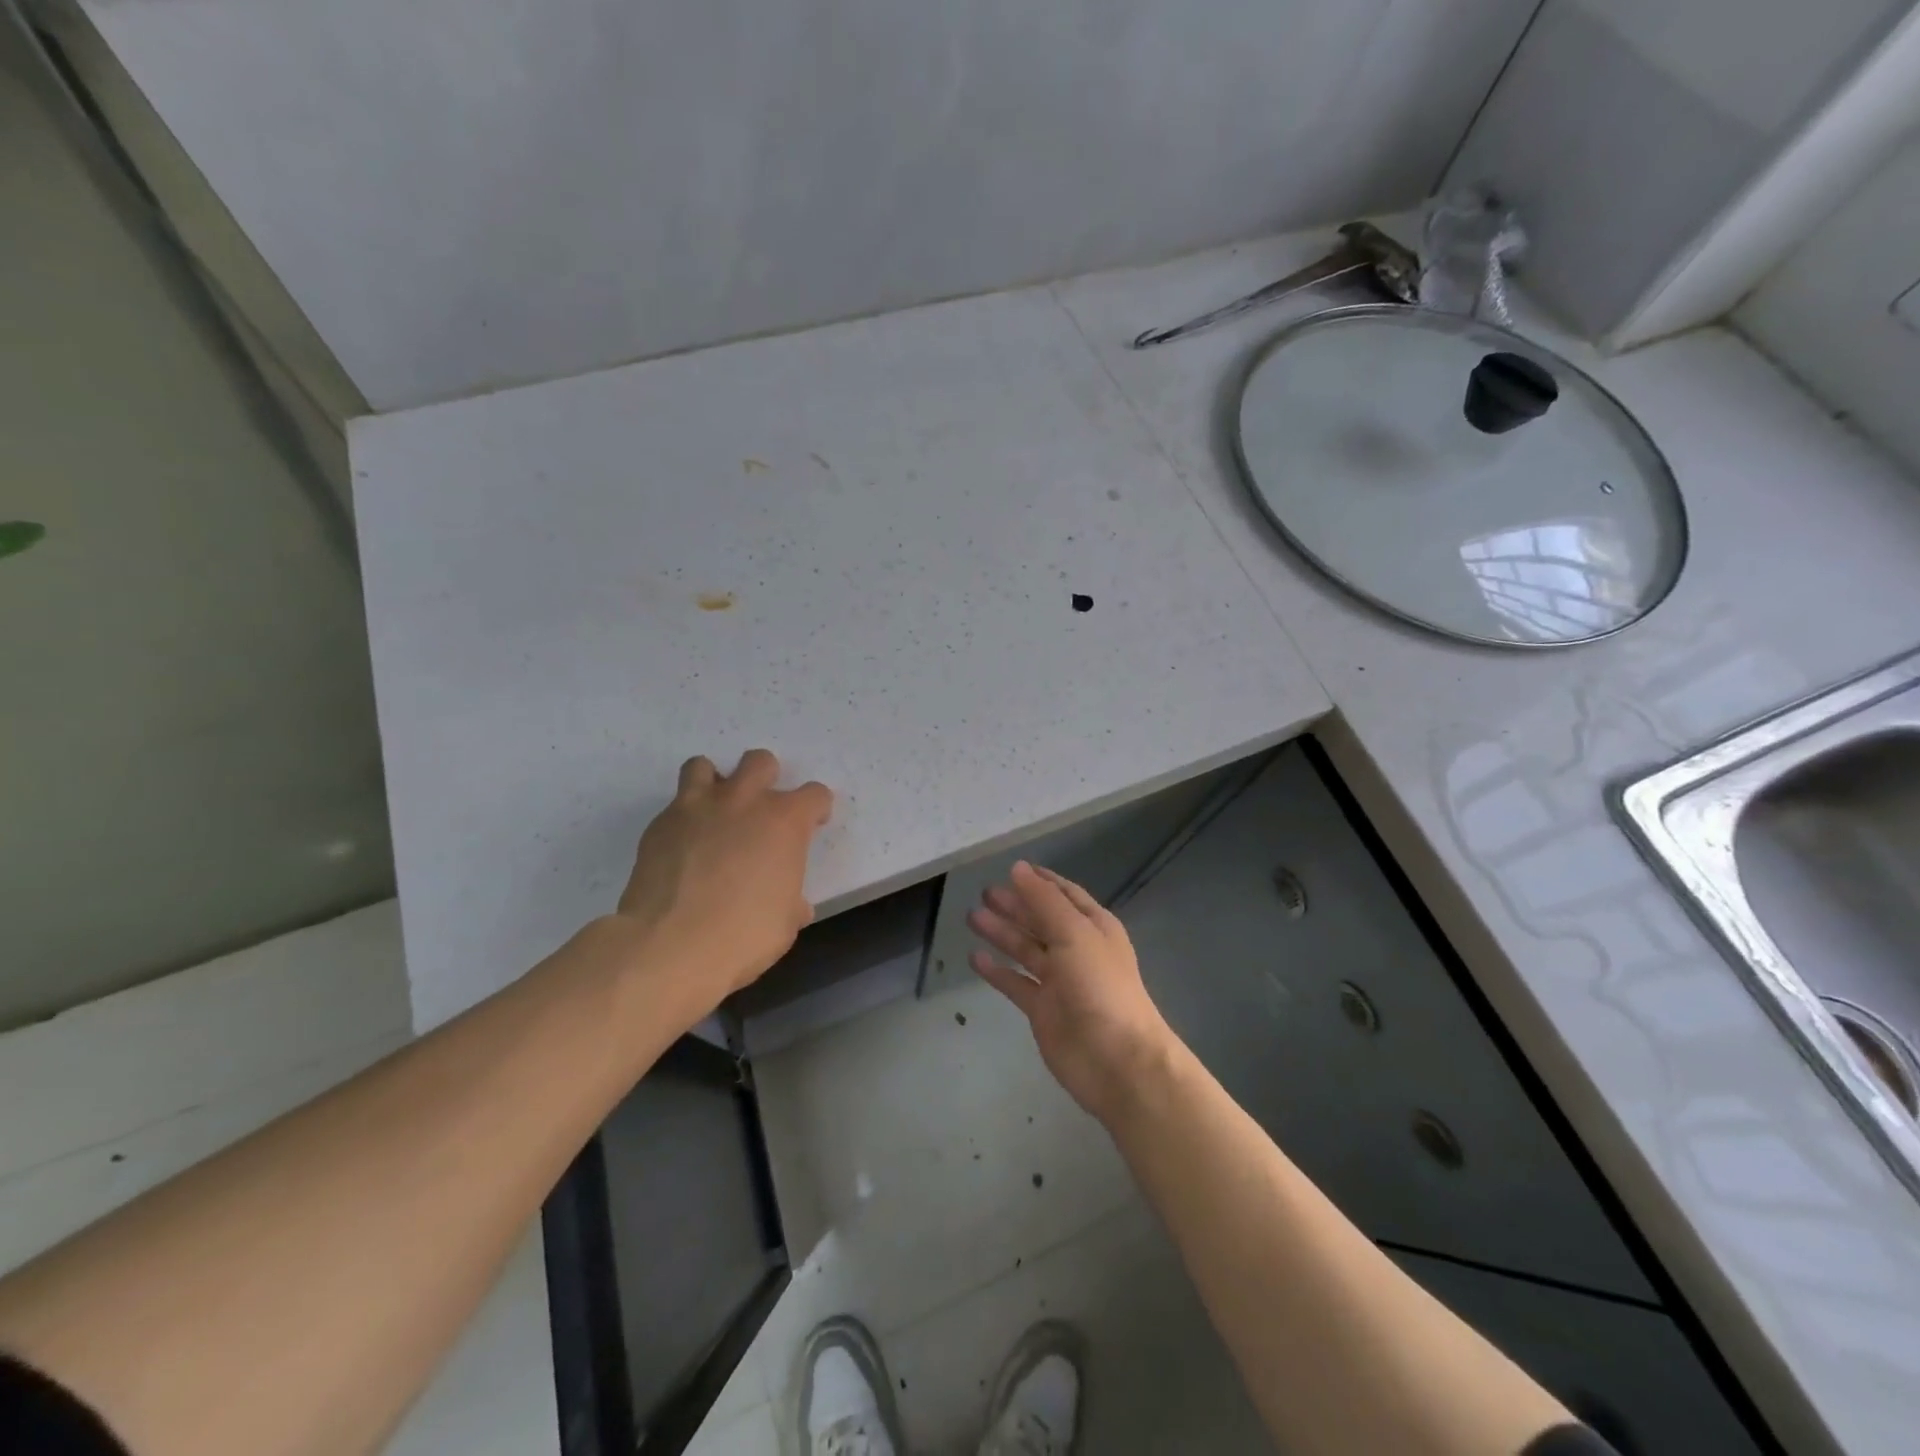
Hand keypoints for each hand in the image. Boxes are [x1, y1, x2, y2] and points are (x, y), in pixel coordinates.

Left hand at [611, 749, 832, 1018]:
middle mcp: (743, 801)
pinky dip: (684, 819)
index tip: (812, 826)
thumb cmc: (744, 935)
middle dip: (766, 779)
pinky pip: (675, 806)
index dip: (817, 809)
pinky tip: (684, 848)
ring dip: (715, 784)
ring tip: (716, 814)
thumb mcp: (785, 922)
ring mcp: (697, 808)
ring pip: (704, 766)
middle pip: (760, 762)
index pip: (815, 795)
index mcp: (784, 821)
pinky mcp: (660, 825)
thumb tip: (793, 904)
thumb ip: (792, 899)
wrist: (670, 946)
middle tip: (761, 812)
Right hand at [967, 862, 1180, 1123]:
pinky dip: (997, 971)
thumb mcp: (1074, 933)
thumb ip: (1044, 900)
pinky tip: (976, 958)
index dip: (1040, 881)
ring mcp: (1059, 981)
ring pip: (1026, 949)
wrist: (1116, 1060)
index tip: (1013, 868)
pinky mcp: (1043, 1010)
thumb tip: (1018, 868)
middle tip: (984, 893)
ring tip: (972, 917)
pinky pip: (1016, 983)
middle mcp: (1077, 949)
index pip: (1064, 894)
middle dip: (1016, 905)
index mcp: (1093, 927)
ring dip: (1002, 933)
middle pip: (1041, 920)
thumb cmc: (1100, 987)